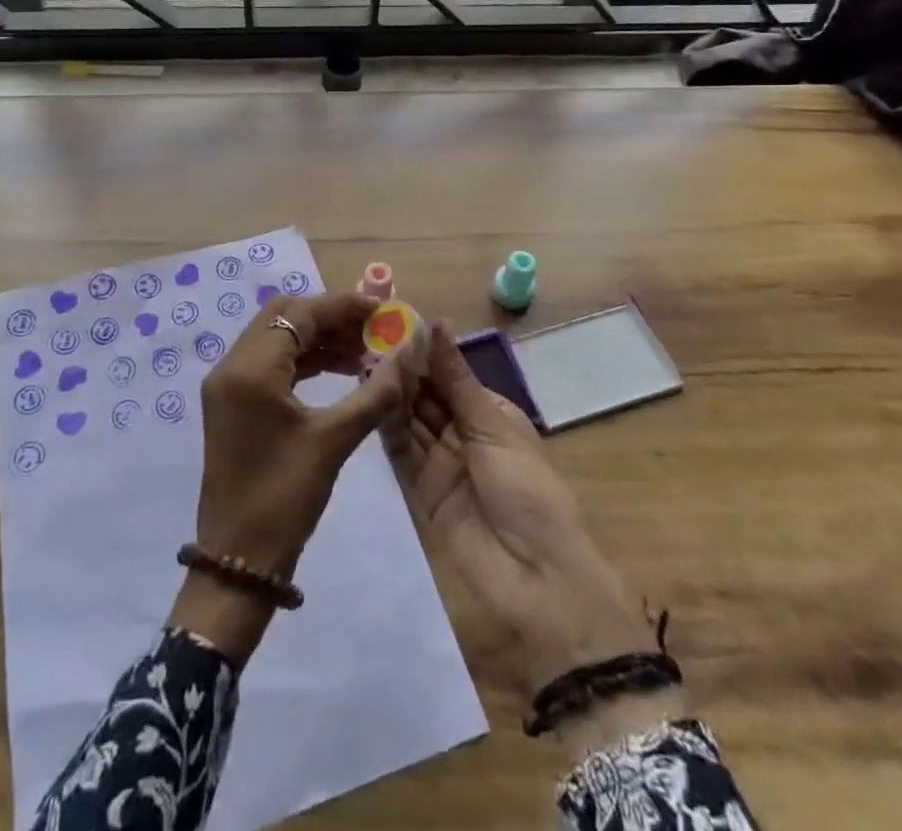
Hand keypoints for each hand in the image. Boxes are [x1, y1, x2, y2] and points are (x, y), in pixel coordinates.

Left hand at [167, 292, 404, 662]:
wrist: (237, 562)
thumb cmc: (284, 498)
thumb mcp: (333, 441)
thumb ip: (374, 393)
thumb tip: (408, 354)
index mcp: (250, 368)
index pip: (300, 313)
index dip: (342, 305)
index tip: (382, 309)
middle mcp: (232, 365)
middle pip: (284, 316)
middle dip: (330, 316)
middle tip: (372, 328)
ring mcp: (228, 384)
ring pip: (277, 337)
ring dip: (318, 338)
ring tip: (364, 351)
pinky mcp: (232, 402)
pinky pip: (270, 362)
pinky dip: (304, 359)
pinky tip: (340, 371)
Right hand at [382, 324, 648, 704]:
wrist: (536, 579)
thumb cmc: (528, 490)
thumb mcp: (493, 426)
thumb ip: (455, 378)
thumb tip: (437, 323)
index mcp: (489, 413)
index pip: (449, 374)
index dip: (424, 351)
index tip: (393, 322)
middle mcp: (462, 432)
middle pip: (426, 395)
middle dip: (403, 370)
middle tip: (370, 340)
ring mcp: (439, 461)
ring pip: (409, 418)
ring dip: (392, 393)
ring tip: (365, 361)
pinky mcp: (419, 489)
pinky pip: (400, 451)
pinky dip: (386, 425)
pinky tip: (368, 397)